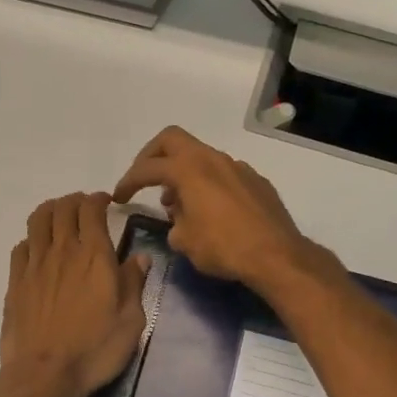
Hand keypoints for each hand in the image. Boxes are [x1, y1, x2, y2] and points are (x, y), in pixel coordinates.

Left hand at [0, 192, 149, 396]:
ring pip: (37, 220)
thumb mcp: (131, 320)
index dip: (98, 199)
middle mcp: (62, 250)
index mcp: (94, 255)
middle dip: (75, 200)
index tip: (107, 203)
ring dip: (50, 211)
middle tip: (85, 208)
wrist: (45, 374)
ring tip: (60, 218)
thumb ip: (134, 283)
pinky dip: (32, 240)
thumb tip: (139, 257)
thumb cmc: (95, 349)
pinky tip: (38, 251)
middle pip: (63, 207)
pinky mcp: (15, 282)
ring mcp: (34, 264)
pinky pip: (20, 247)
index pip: (91, 209)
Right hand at [112, 127, 318, 292]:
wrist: (277, 256)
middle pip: (172, 140)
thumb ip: (174, 223)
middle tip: (144, 179)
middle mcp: (213, 159)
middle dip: (152, 156)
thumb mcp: (184, 241)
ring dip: (182, 173)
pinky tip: (211, 212)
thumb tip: (179, 218)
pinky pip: (223, 174)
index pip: (148, 167)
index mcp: (189, 169)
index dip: (128, 181)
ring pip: (200, 157)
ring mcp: (238, 167)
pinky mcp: (256, 181)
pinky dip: (208, 184)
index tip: (119, 197)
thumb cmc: (224, 247)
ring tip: (177, 204)